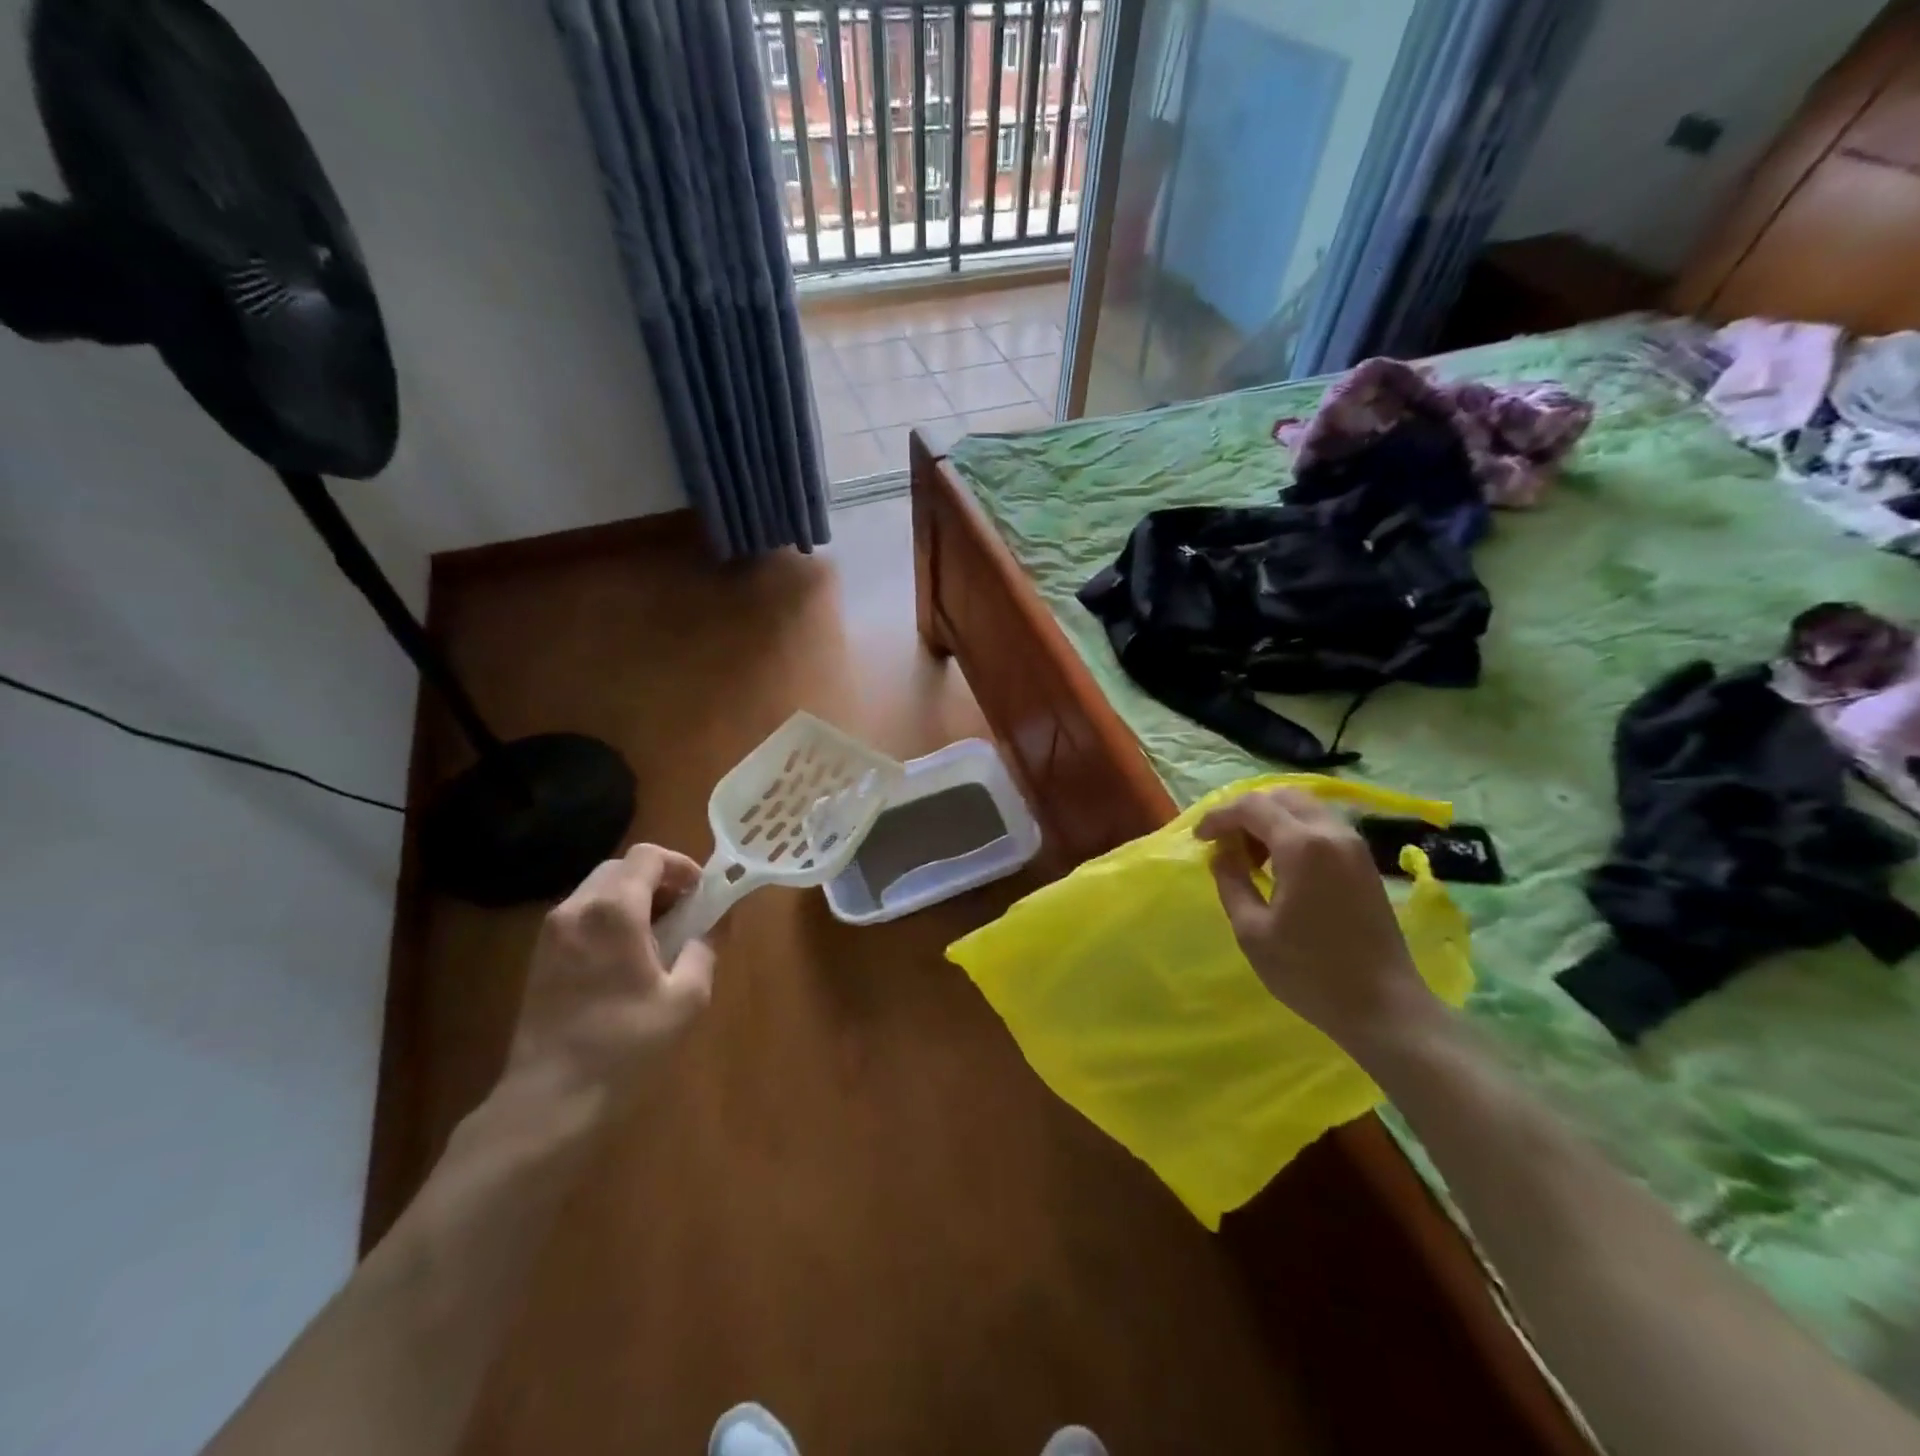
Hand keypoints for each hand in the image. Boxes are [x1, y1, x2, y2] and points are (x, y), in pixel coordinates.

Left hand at [504, 844, 715, 1100]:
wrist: (549, 1101)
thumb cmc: (624, 1046)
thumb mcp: (685, 999)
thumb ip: (704, 948)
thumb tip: (717, 922)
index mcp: (614, 911)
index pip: (648, 856)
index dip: (680, 865)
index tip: (701, 893)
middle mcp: (577, 909)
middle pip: (622, 867)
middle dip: (658, 880)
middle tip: (684, 912)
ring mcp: (551, 932)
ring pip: (599, 889)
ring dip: (633, 898)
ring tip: (659, 937)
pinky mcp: (539, 956)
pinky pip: (582, 915)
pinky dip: (610, 918)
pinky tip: (627, 958)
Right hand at [1197, 788, 1434, 1050]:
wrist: (1383, 1007)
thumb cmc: (1309, 971)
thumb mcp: (1252, 930)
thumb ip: (1231, 881)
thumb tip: (1222, 854)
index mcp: (1302, 846)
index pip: (1251, 807)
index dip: (1218, 817)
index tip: (1199, 838)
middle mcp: (1331, 833)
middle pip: (1281, 796)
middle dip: (1246, 811)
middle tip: (1225, 843)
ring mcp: (1354, 846)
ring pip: (1304, 807)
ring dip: (1271, 819)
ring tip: (1251, 855)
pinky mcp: (1364, 862)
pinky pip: (1321, 825)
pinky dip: (1294, 830)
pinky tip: (1281, 864)